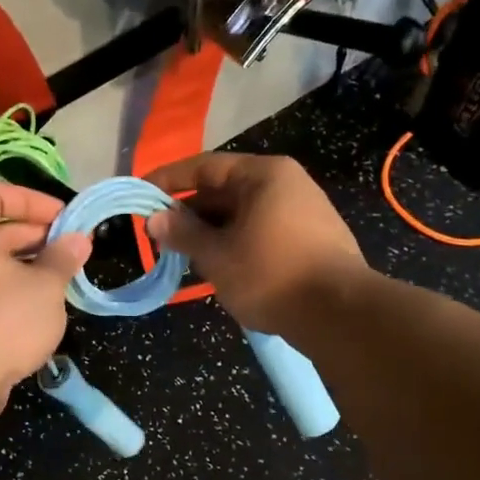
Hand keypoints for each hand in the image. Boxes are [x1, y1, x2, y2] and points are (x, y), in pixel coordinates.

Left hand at [0, 180, 89, 416]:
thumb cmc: (3, 321)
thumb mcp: (45, 287)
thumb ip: (63, 258)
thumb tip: (79, 239)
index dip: (28, 198)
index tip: (62, 217)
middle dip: (34, 234)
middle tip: (70, 249)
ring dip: (25, 266)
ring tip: (60, 280)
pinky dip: (9, 292)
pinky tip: (38, 311)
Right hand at [145, 153, 368, 333]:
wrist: (339, 313)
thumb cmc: (270, 274)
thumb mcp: (218, 255)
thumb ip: (184, 233)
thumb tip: (155, 218)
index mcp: (263, 175)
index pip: (204, 166)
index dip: (168, 179)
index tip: (140, 194)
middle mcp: (286, 184)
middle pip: (224, 190)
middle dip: (189, 213)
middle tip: (158, 235)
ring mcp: (303, 212)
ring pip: (242, 216)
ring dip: (210, 233)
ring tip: (182, 256)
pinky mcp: (311, 240)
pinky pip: (261, 233)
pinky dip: (235, 244)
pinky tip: (218, 267)